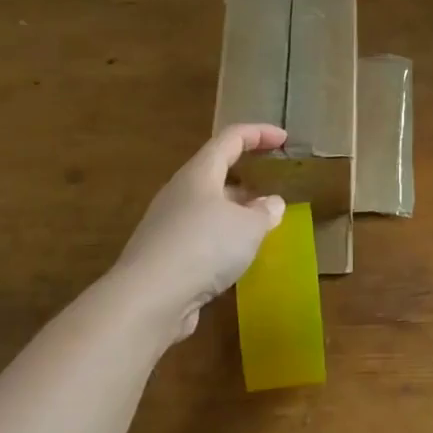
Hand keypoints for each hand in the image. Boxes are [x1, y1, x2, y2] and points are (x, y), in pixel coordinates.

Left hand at [110, 125, 287, 345]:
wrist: (148, 299)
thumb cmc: (204, 247)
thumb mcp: (249, 227)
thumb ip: (265, 212)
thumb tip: (272, 203)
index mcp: (200, 173)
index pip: (231, 139)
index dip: (259, 133)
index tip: (284, 138)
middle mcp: (180, 192)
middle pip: (215, 171)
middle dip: (246, 174)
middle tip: (272, 183)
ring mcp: (168, 224)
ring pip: (208, 206)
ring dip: (236, 210)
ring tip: (262, 223)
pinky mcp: (164, 255)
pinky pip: (200, 235)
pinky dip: (222, 238)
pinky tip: (237, 256)